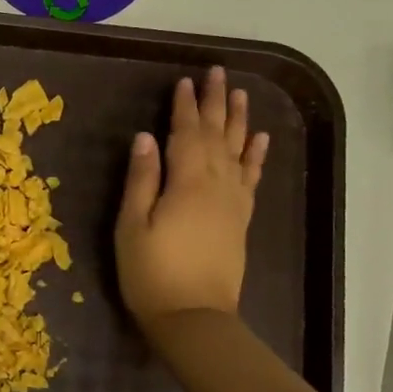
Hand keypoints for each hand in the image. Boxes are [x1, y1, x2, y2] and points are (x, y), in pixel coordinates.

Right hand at [115, 67, 269, 333]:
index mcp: (187, 183)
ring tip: (242, 94)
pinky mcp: (240, 219)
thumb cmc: (152, 273)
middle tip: (218, 73)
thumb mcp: (132, 226)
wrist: (193, 318)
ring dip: (240, 121)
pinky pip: (252, 178)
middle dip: (216, 103)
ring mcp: (233, 202)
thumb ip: (141, 180)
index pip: (187, 134)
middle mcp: (217, 185)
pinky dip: (257, 156)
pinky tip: (260, 140)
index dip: (185, 107)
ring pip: (239, 151)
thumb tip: (145, 138)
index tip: (185, 81)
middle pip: (218, 135)